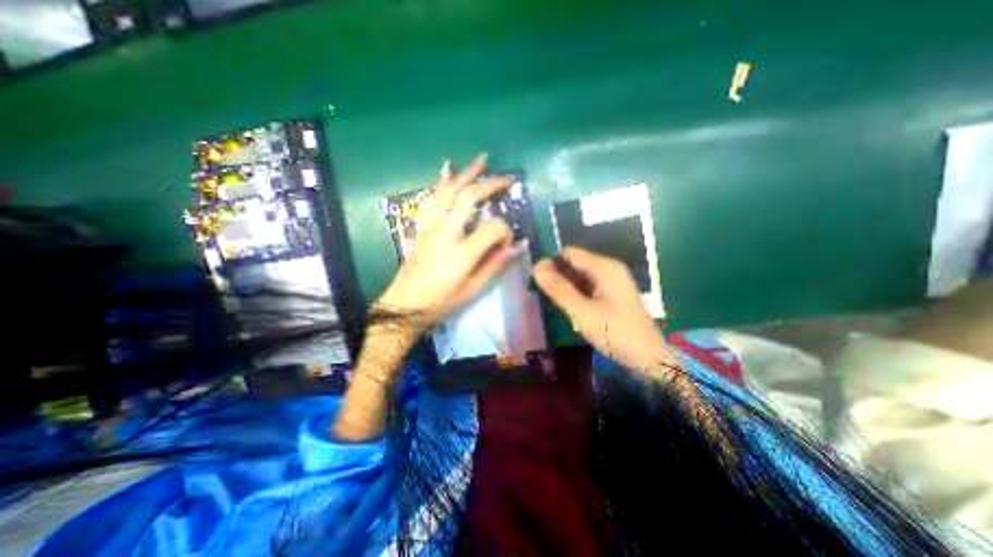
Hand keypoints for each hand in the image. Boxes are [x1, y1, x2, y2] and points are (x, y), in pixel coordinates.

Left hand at [376, 154, 522, 332]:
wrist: (404, 306)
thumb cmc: (441, 302)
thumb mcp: (473, 289)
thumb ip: (495, 264)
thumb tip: (518, 246)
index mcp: (462, 251)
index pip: (493, 227)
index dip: (505, 231)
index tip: (507, 242)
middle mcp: (446, 231)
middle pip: (469, 197)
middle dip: (490, 184)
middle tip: (506, 177)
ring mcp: (431, 226)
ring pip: (448, 191)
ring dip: (466, 174)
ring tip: (481, 160)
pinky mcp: (422, 226)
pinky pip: (433, 198)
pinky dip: (442, 182)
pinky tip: (447, 171)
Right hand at [536, 249, 675, 373]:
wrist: (648, 358)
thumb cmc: (615, 333)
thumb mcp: (583, 312)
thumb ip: (559, 289)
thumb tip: (537, 267)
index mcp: (604, 267)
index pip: (569, 253)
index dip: (551, 263)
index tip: (537, 280)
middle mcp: (609, 268)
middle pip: (575, 263)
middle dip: (558, 274)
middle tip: (543, 294)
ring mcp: (612, 281)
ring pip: (581, 275)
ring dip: (566, 285)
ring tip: (552, 300)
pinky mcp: (613, 293)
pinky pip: (588, 285)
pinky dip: (576, 292)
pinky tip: (569, 305)